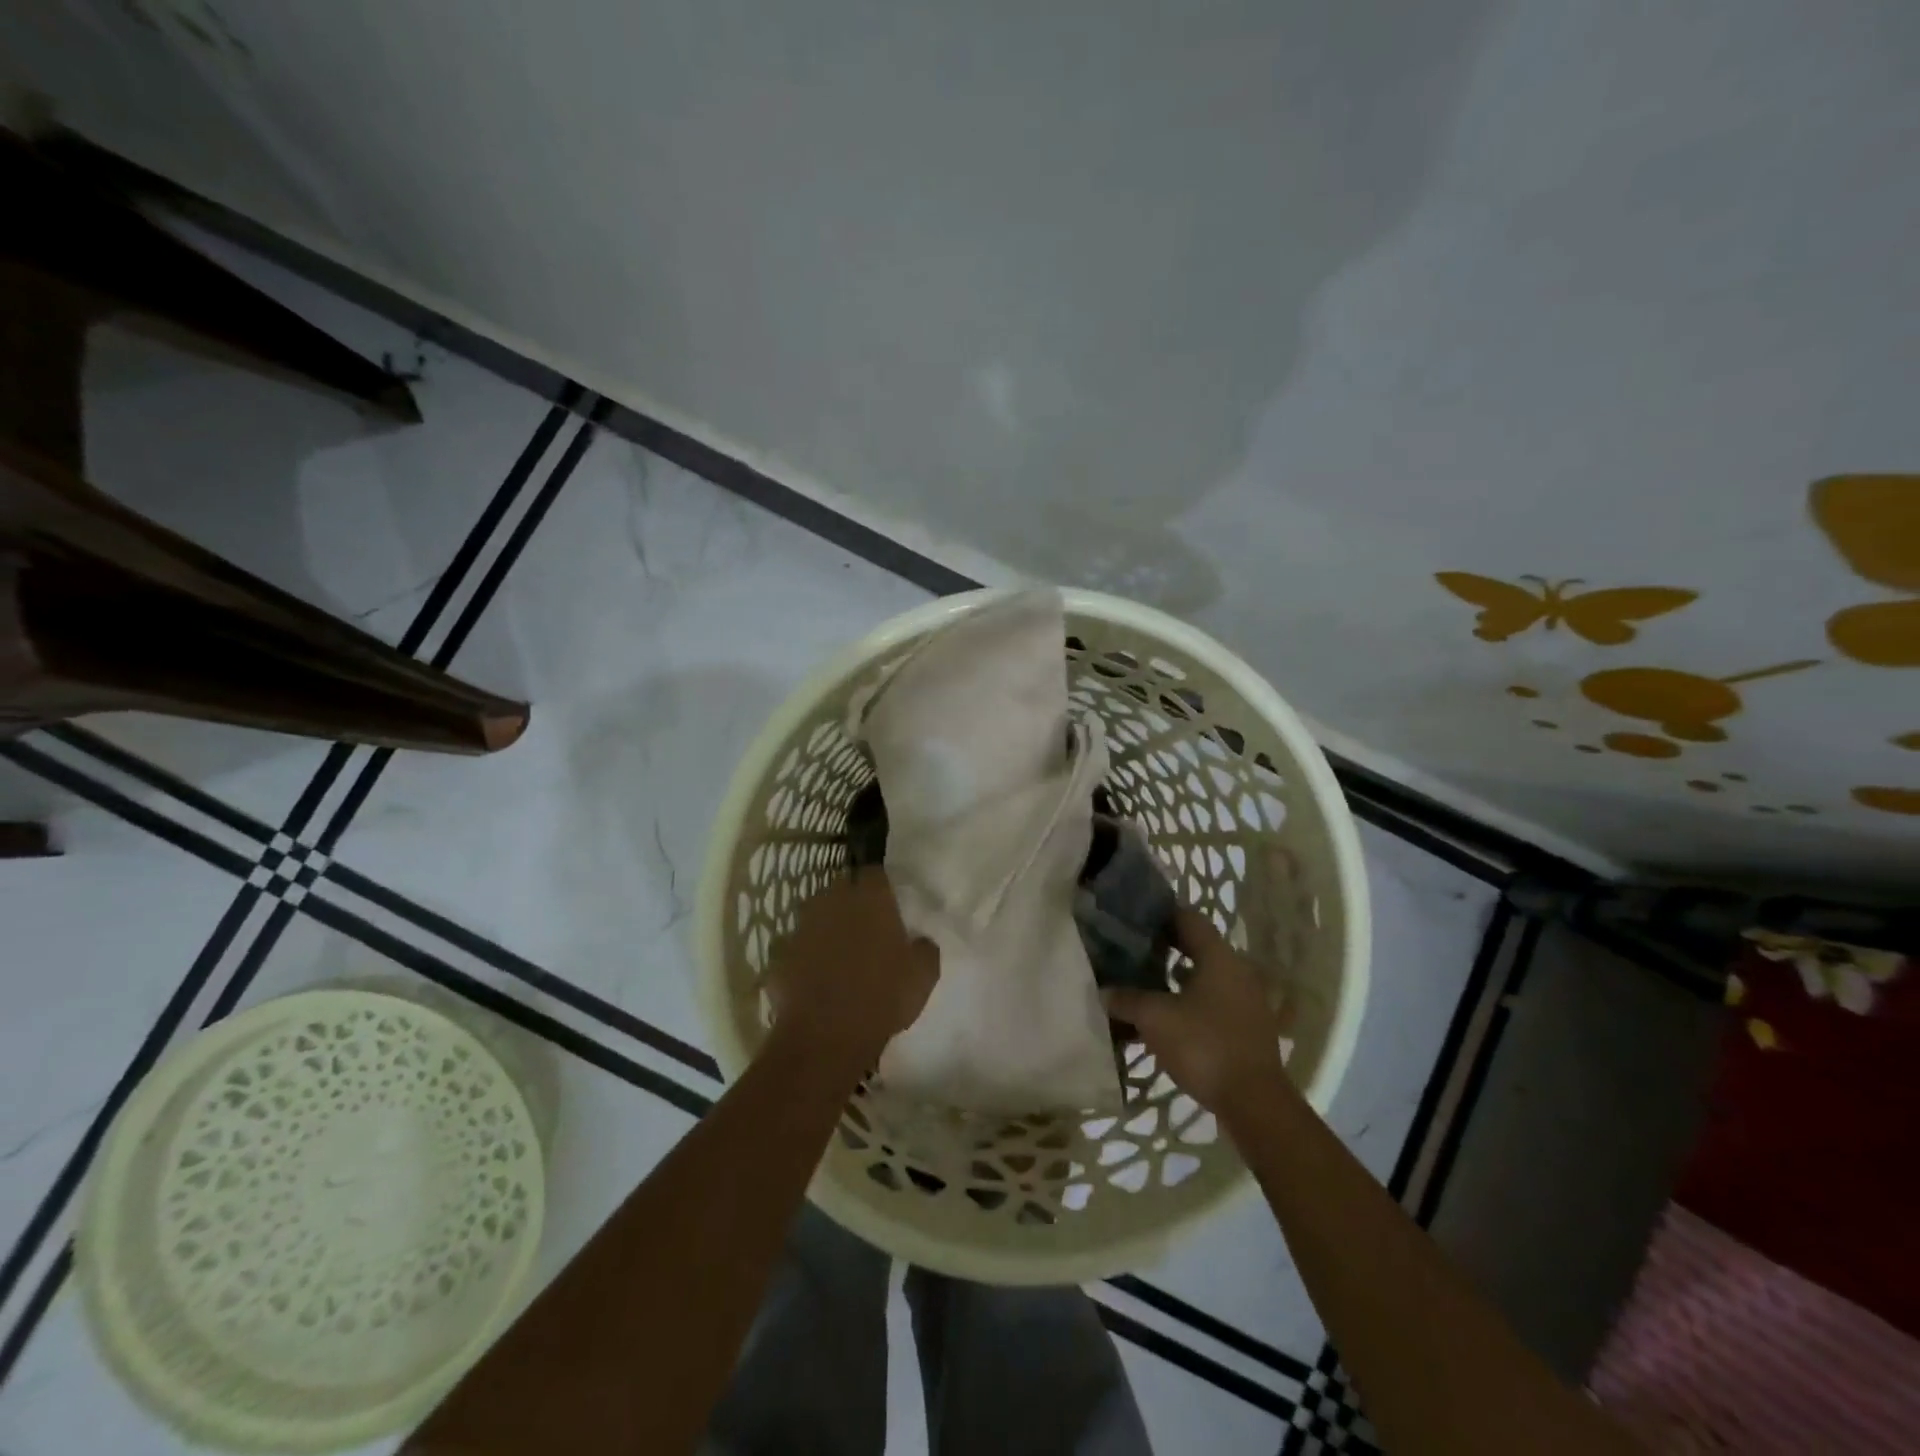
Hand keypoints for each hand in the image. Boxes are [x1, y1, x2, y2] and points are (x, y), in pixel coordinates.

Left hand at [764, 868, 938, 1068]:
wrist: (825, 1036)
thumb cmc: (883, 998)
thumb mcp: (923, 976)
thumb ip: (924, 949)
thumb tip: (920, 940)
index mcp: (871, 898)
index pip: (875, 872)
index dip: (881, 885)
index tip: (888, 902)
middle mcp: (833, 901)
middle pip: (842, 886)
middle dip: (851, 899)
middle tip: (864, 924)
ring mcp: (802, 925)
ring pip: (816, 913)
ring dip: (826, 924)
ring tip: (838, 948)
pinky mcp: (780, 952)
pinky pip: (795, 944)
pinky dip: (803, 954)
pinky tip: (813, 974)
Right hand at [1102, 907, 1288, 1119]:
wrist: (1254, 1103)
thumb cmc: (1203, 1046)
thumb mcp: (1154, 1018)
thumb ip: (1127, 998)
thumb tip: (1105, 990)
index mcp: (1219, 957)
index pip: (1187, 918)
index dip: (1159, 915)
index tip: (1132, 919)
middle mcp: (1236, 971)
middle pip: (1195, 947)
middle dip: (1162, 948)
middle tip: (1129, 950)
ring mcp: (1245, 1000)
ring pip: (1202, 977)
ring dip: (1173, 978)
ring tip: (1140, 983)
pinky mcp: (1245, 1027)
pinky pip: (1211, 1002)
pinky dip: (1187, 1002)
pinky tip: (1162, 1017)